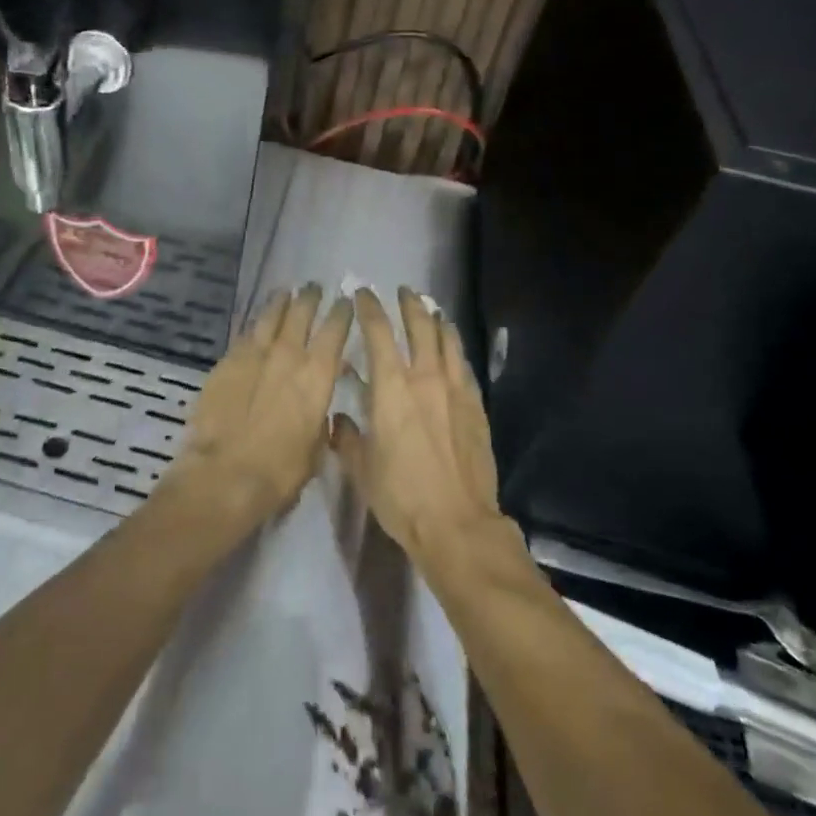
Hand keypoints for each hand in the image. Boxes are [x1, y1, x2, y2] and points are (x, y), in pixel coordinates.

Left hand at [164, 284, 352, 533]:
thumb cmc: (280, 471)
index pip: (336, 330)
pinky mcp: (227, 361)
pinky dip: (255, 326)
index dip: (342, 312)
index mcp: (318, 374)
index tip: (345, 301)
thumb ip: (321, 418)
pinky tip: (256, 325)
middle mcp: (288, 354)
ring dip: (280, 302)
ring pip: (270, 315)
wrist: (225, 474)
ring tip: (285, 292)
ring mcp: (254, 353)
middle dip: (310, 297)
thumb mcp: (316, 447)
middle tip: (313, 288)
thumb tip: (320, 403)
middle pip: (302, 312)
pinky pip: (245, 334)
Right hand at [333, 289, 505, 573]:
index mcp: (390, 387)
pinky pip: (464, 365)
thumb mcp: (362, 470)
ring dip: (437, 319)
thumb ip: (347, 437)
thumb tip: (339, 418)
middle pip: (419, 325)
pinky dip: (455, 348)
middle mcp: (424, 377)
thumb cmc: (401, 497)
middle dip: (409, 304)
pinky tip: (453, 347)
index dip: (368, 308)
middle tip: (404, 291)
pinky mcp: (476, 405)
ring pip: (447, 340)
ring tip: (431, 309)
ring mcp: (455, 389)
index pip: (377, 332)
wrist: (457, 524)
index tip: (362, 294)